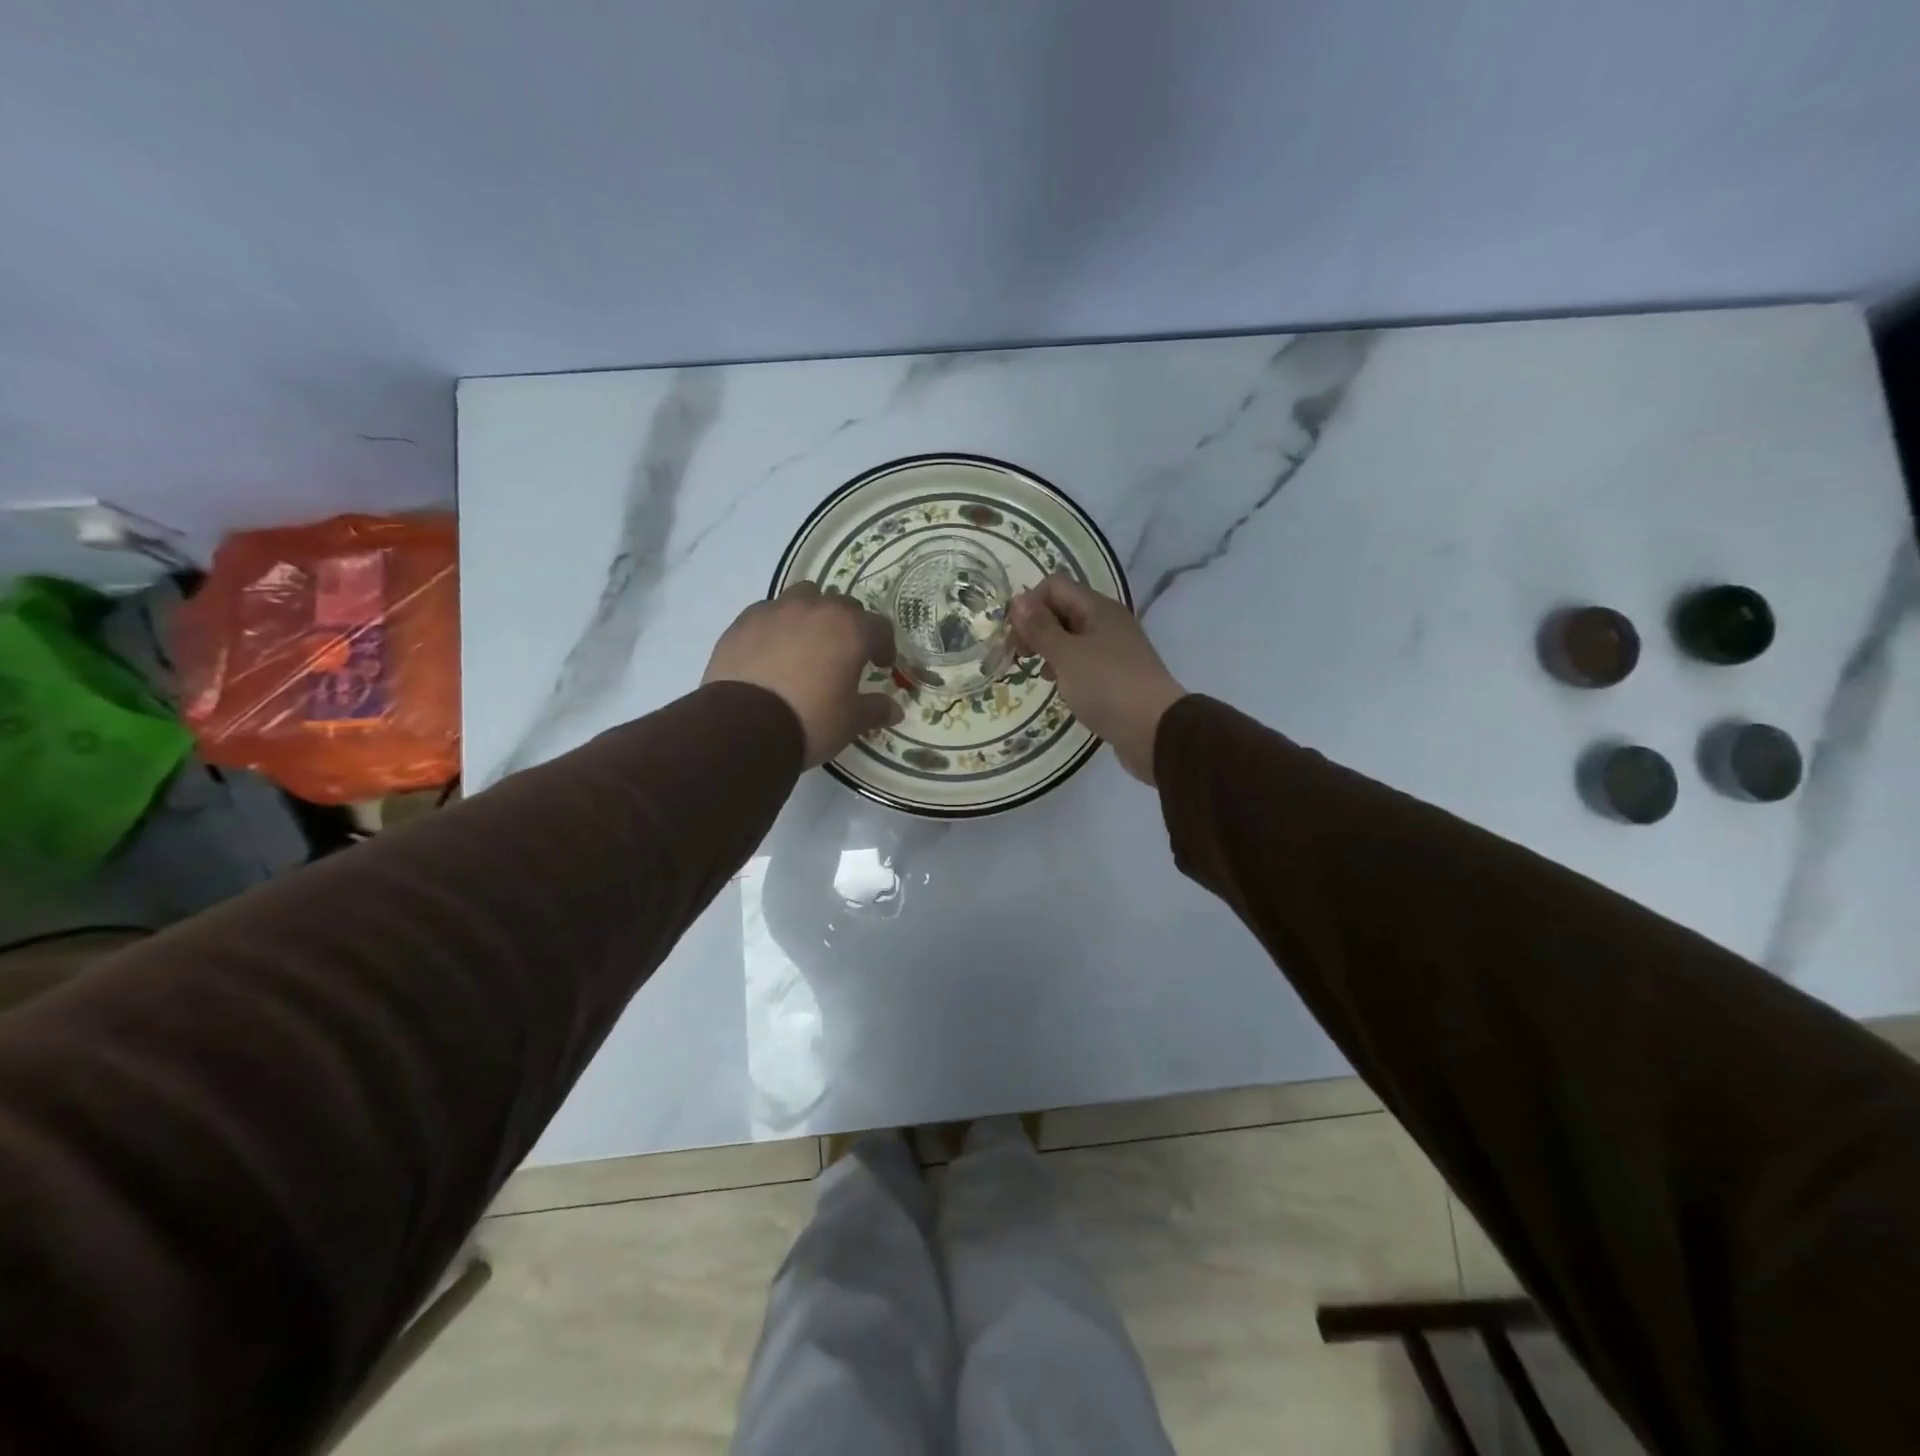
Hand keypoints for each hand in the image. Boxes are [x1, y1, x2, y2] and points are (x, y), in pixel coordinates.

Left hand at [703, 585, 903, 767]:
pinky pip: (769, 612)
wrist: (744, 726)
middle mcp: (816, 609)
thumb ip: (875, 709)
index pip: (880, 627)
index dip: (884, 646)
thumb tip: (895, 710)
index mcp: (850, 630)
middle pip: (842, 605)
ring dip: (812, 614)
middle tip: (845, 654)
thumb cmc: (810, 720)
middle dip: (849, 626)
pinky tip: (773, 651)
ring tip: (807, 643)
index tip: (880, 665)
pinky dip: (778, 625)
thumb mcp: (851, 721)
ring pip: (803, 598)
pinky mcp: (744, 621)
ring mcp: (776, 610)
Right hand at [1009, 574, 1185, 784]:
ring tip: (1038, 672)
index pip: (1054, 586)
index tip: (1015, 636)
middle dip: (1036, 627)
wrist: (1155, 730)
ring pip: (1072, 637)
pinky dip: (1066, 668)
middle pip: (1063, 609)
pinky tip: (1060, 686)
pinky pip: (1084, 660)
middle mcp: (1108, 622)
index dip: (1029, 604)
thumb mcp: (1066, 655)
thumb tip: (1018, 600)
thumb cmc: (1107, 687)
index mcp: (1098, 608)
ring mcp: (1115, 649)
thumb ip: (1040, 628)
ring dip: (1050, 648)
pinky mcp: (1116, 675)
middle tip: (1019, 655)